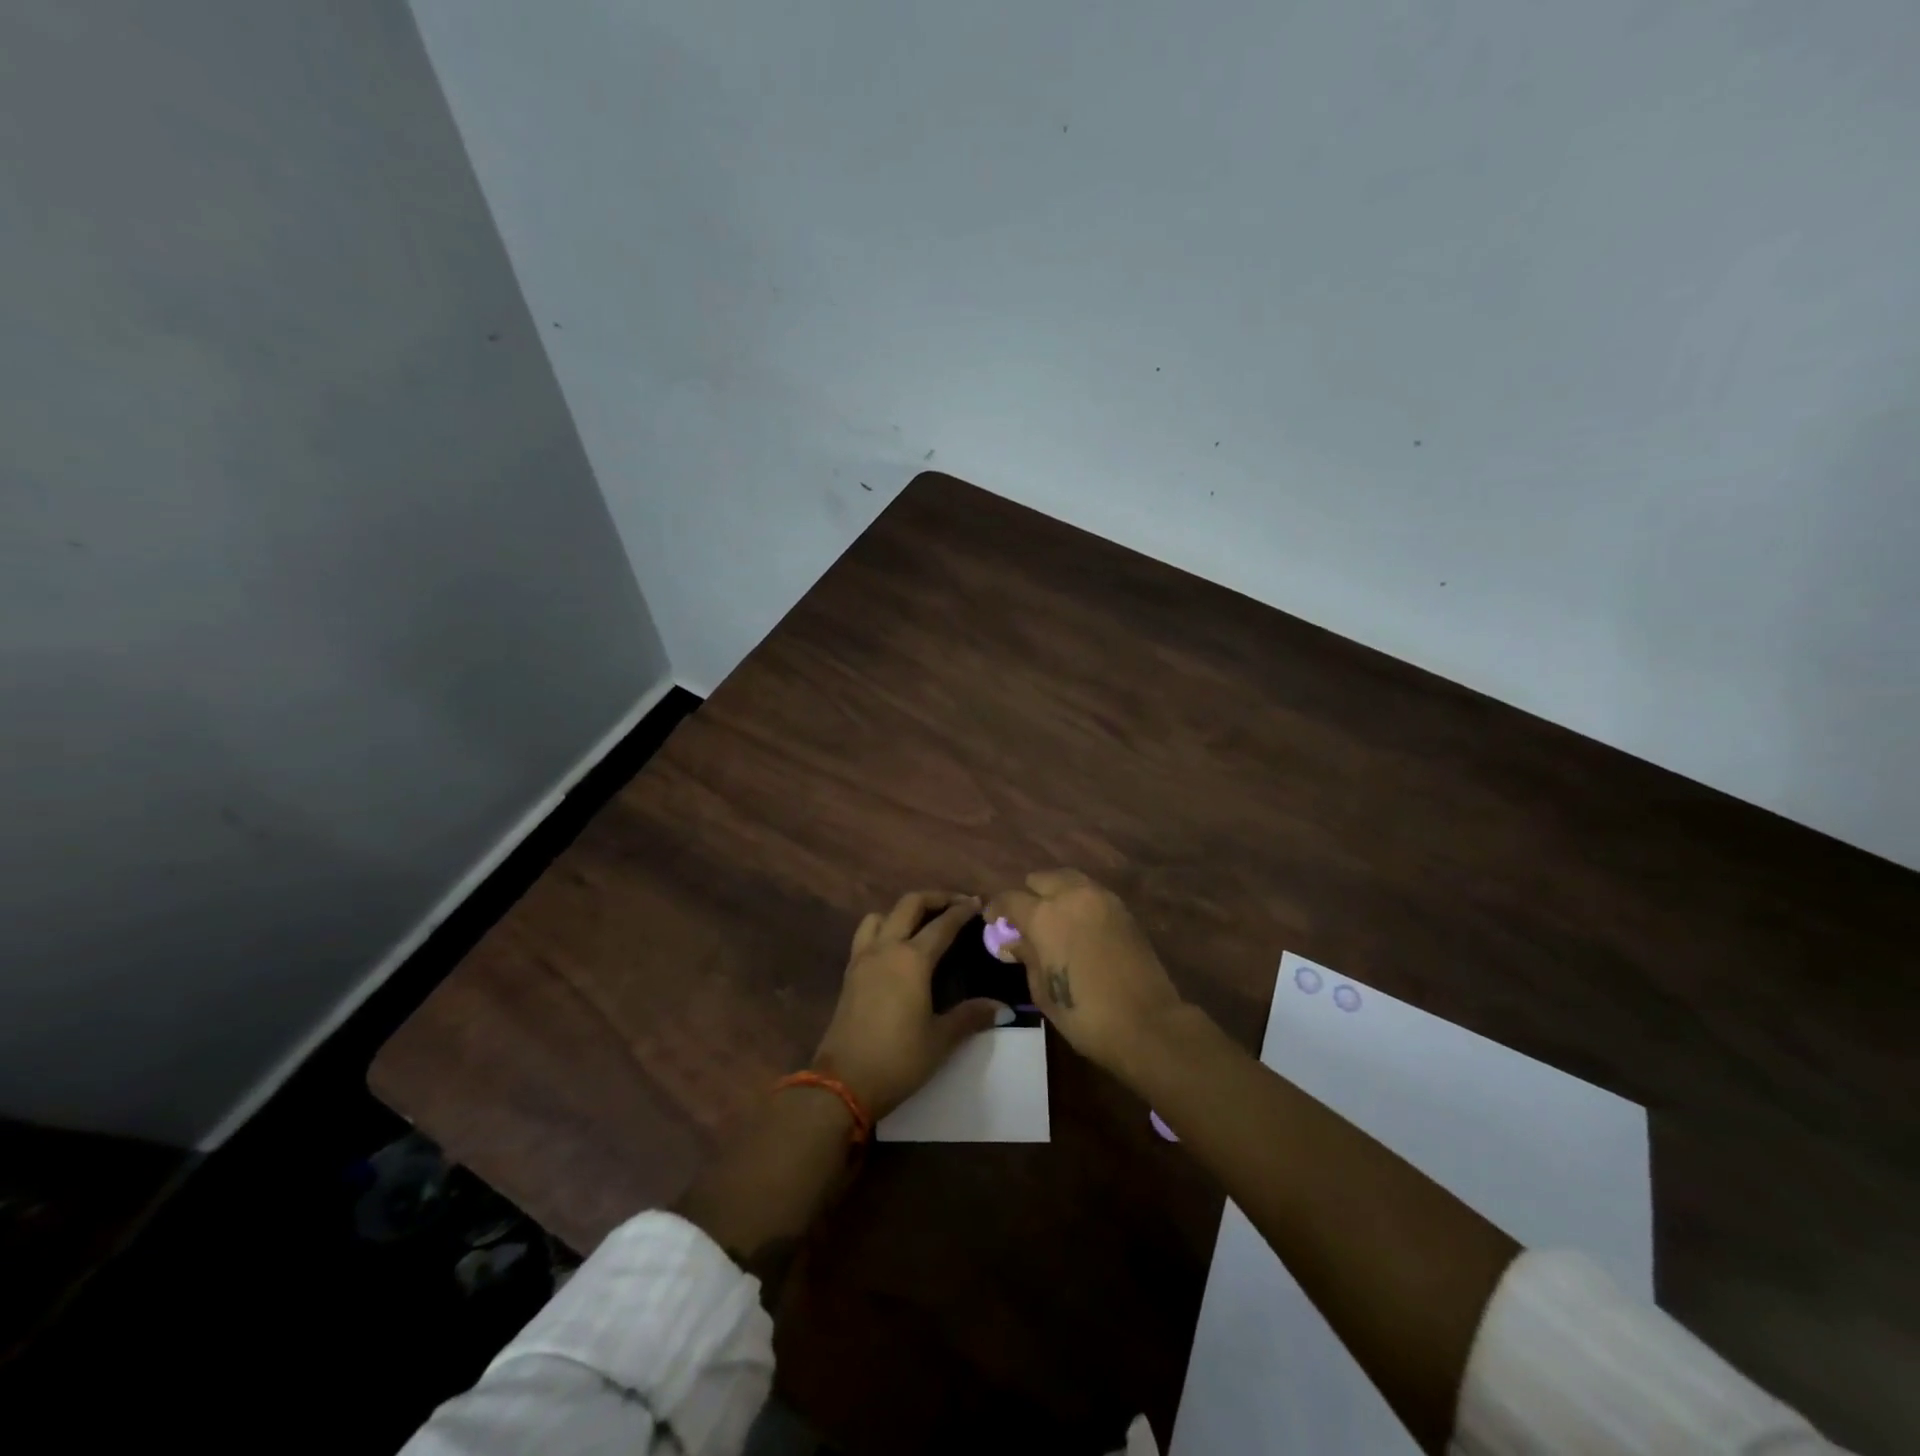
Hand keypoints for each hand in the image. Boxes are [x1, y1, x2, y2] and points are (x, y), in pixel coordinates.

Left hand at [812, 890, 1004, 1117]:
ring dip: (903, 910)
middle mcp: (886, 948)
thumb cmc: (898, 1059)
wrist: (843, 1082)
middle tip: (956, 904)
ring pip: (881, 915)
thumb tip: (1003, 1007)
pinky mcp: (849, 973)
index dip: (962, 911)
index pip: (942, 924)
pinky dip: (883, 928)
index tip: (978, 903)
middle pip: (909, 905)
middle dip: (935, 898)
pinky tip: (895, 949)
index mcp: (912, 959)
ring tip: (922, 923)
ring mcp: (863, 958)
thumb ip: (971, 1016)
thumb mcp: (941, 1040)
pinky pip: (866, 934)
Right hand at [987, 869, 1184, 1078]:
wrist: (1145, 1022)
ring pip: (1069, 879)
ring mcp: (1101, 898)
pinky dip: (1079, 901)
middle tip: (1026, 920)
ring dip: (1056, 893)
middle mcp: (1071, 896)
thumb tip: (1014, 941)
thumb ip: (1027, 956)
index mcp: (1044, 915)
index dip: (996, 909)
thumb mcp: (1042, 989)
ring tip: (1054, 918)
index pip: (1010, 898)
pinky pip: (1092, 893)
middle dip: (1029, 895)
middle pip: (1041, 879)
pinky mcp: (1123, 909)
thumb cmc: (1083, 1013)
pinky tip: (1078, 924)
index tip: (992, 921)